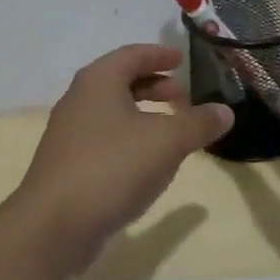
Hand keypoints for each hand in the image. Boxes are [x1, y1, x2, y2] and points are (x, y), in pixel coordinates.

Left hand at [10, 44, 232, 271]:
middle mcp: (79, 100)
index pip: (132, 55)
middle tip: (182, 96)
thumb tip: (225, 112)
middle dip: (153, 86)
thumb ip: (198, 123)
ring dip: (142, 114)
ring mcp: (69, 134)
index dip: (159, 55)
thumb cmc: (112, 167)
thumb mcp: (166, 142)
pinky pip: (104, 138)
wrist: (54, 224)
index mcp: (98, 82)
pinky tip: (147, 162)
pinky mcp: (68, 164)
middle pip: (120, 81)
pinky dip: (129, 138)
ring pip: (112, 112)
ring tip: (171, 130)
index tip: (181, 59)